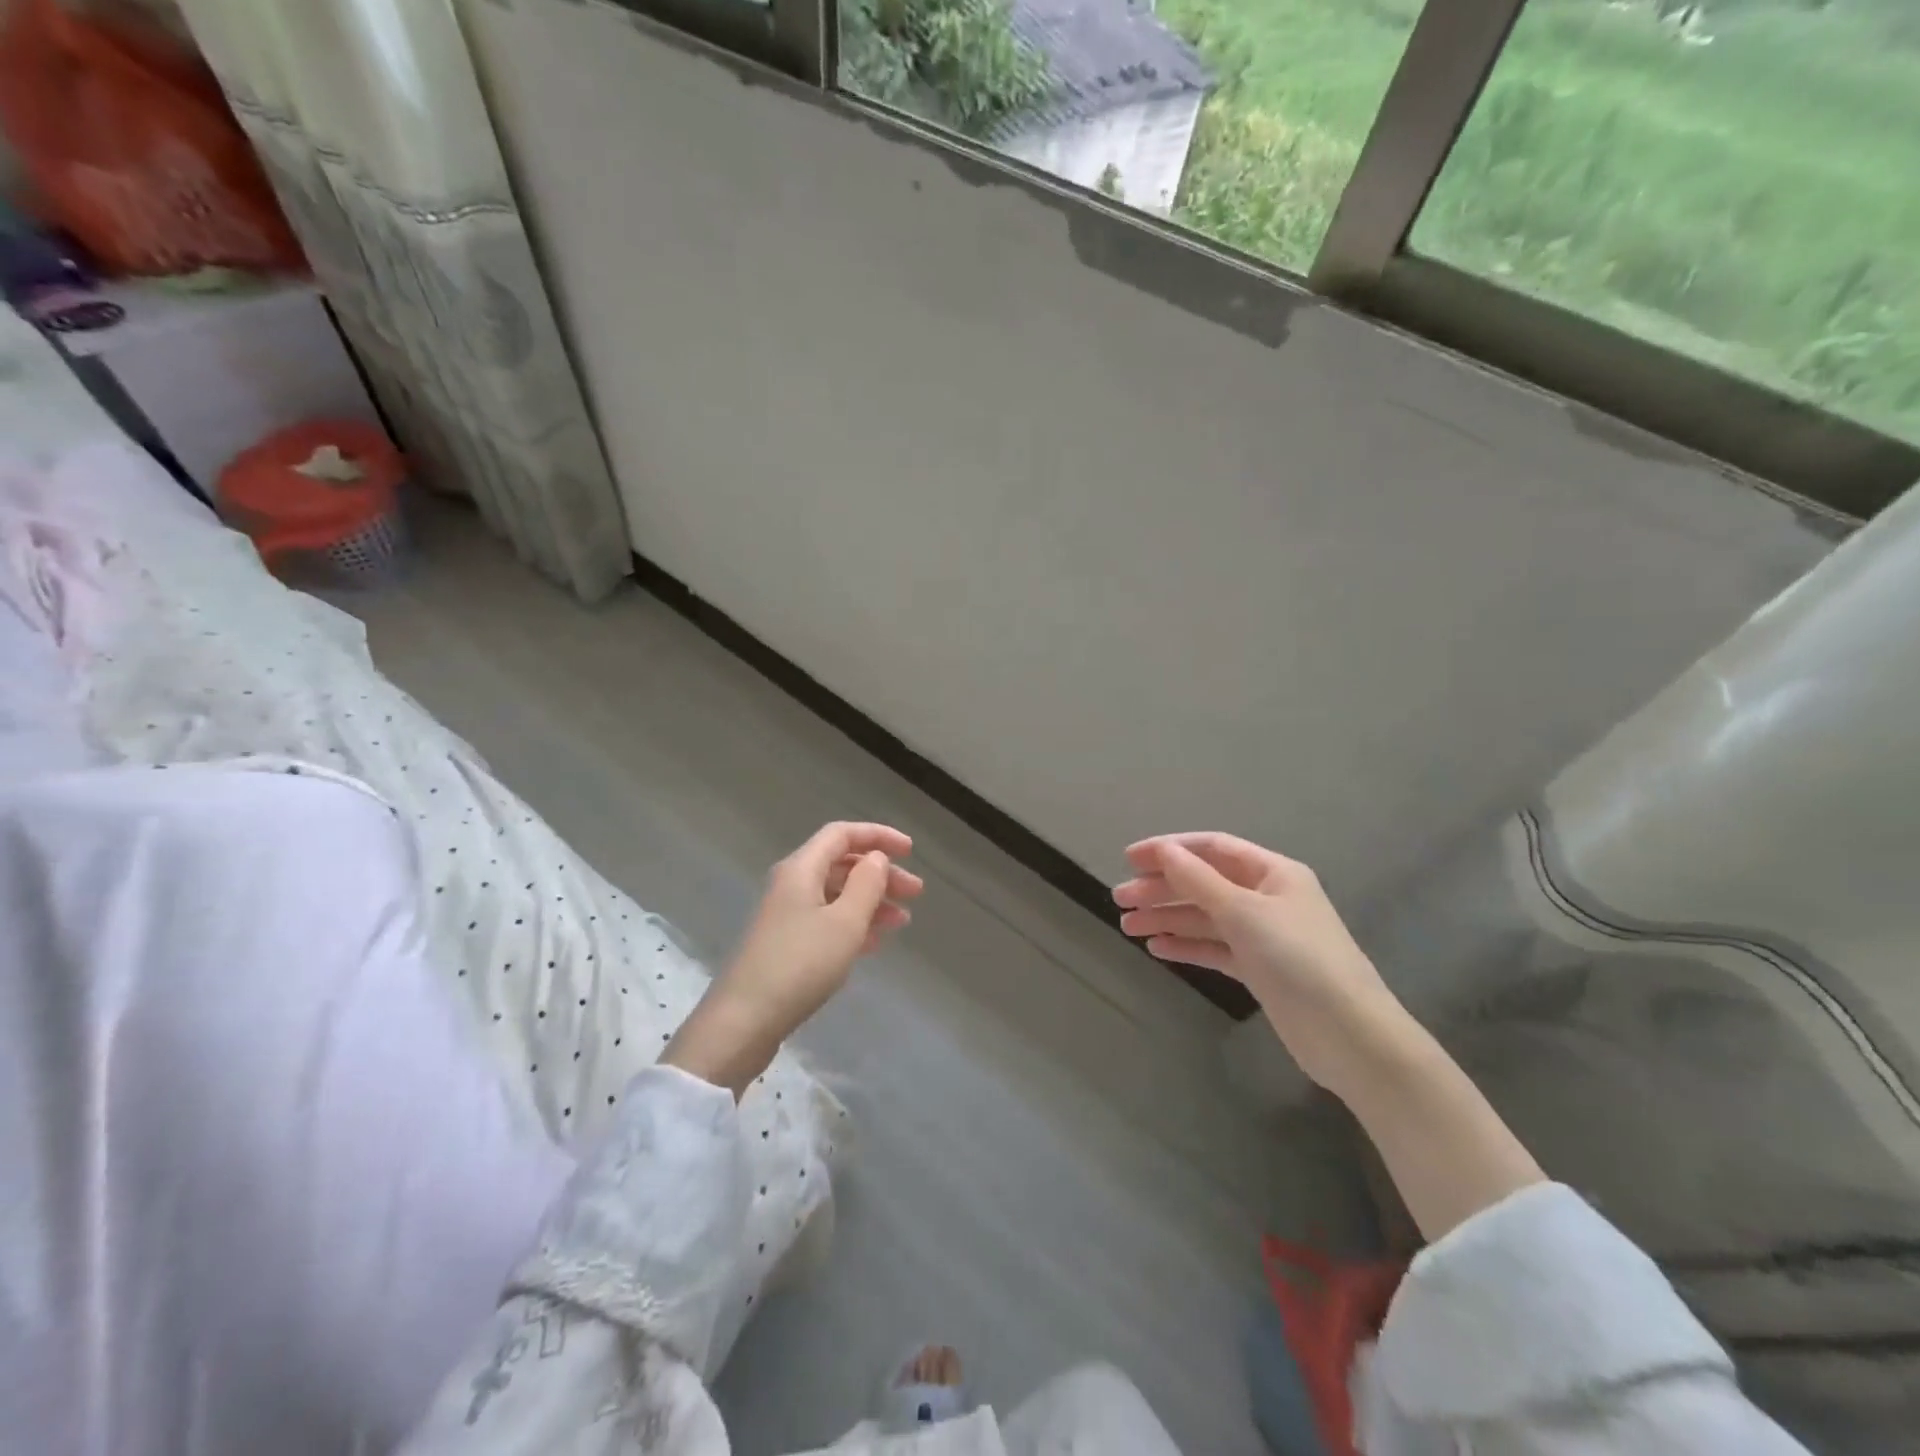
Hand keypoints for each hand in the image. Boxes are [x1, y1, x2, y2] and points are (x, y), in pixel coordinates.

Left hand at [664, 822, 921, 1096]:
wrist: (743, 1022)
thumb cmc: (800, 965)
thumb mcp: (844, 923)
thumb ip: (866, 884)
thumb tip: (876, 858)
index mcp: (801, 868)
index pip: (842, 834)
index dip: (878, 836)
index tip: (910, 851)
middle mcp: (791, 884)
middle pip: (841, 864)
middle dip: (880, 874)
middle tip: (915, 893)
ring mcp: (786, 915)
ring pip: (836, 894)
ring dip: (871, 901)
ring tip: (902, 921)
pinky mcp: (786, 944)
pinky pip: (826, 920)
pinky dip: (853, 924)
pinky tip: (875, 941)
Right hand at [1113, 833, 1405, 1095]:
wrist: (1350, 1036)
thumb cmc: (1298, 960)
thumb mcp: (1244, 912)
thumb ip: (1198, 880)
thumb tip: (1163, 851)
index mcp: (1273, 873)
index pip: (1212, 848)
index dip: (1170, 849)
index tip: (1129, 859)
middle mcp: (1268, 898)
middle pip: (1204, 883)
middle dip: (1162, 888)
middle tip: (1120, 900)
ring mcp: (1264, 935)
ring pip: (1205, 917)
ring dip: (1167, 918)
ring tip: (1127, 926)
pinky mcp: (1260, 969)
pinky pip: (1215, 948)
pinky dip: (1187, 946)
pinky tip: (1157, 948)